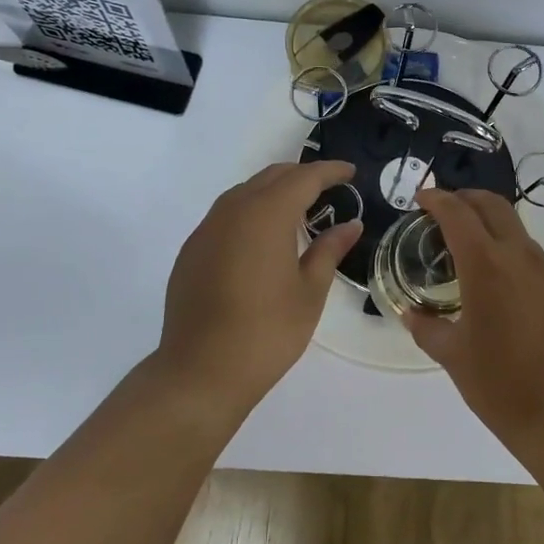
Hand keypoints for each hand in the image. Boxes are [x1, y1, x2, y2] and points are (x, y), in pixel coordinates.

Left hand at [157, 160, 360, 410]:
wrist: (200, 372)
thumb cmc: (267, 332)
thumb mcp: (310, 291)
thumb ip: (329, 250)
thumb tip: (350, 225)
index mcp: (266, 214)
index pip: (304, 178)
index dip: (330, 171)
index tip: (351, 172)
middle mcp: (233, 210)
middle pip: (272, 177)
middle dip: (302, 176)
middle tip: (330, 189)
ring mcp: (207, 229)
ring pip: (245, 192)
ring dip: (274, 191)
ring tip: (299, 211)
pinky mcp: (192, 250)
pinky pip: (226, 215)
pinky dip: (251, 212)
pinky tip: (262, 238)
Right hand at [405, 187, 543, 445]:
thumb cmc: (501, 385)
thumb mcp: (453, 356)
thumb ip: (427, 327)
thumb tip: (411, 313)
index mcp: (486, 265)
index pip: (457, 213)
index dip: (437, 198)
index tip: (421, 198)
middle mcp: (520, 256)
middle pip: (493, 205)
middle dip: (466, 198)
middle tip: (444, 211)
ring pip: (516, 229)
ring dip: (490, 226)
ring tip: (469, 252)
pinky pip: (533, 257)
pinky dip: (511, 253)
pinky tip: (501, 286)